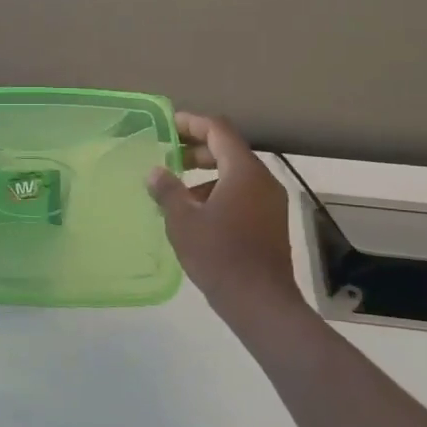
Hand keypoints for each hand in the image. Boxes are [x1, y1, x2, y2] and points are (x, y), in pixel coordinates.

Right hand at [147, 113, 302, 335]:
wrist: (260, 302)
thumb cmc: (219, 255)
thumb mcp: (183, 221)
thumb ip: (168, 191)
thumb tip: (156, 172)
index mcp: (243, 171)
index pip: (218, 130)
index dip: (191, 123)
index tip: (167, 125)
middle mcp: (262, 180)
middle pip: (228, 150)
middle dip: (196, 149)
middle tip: (167, 156)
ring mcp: (270, 202)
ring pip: (235, 174)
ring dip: (206, 174)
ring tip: (176, 190)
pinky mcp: (270, 223)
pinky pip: (242, 194)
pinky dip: (218, 192)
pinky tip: (195, 214)